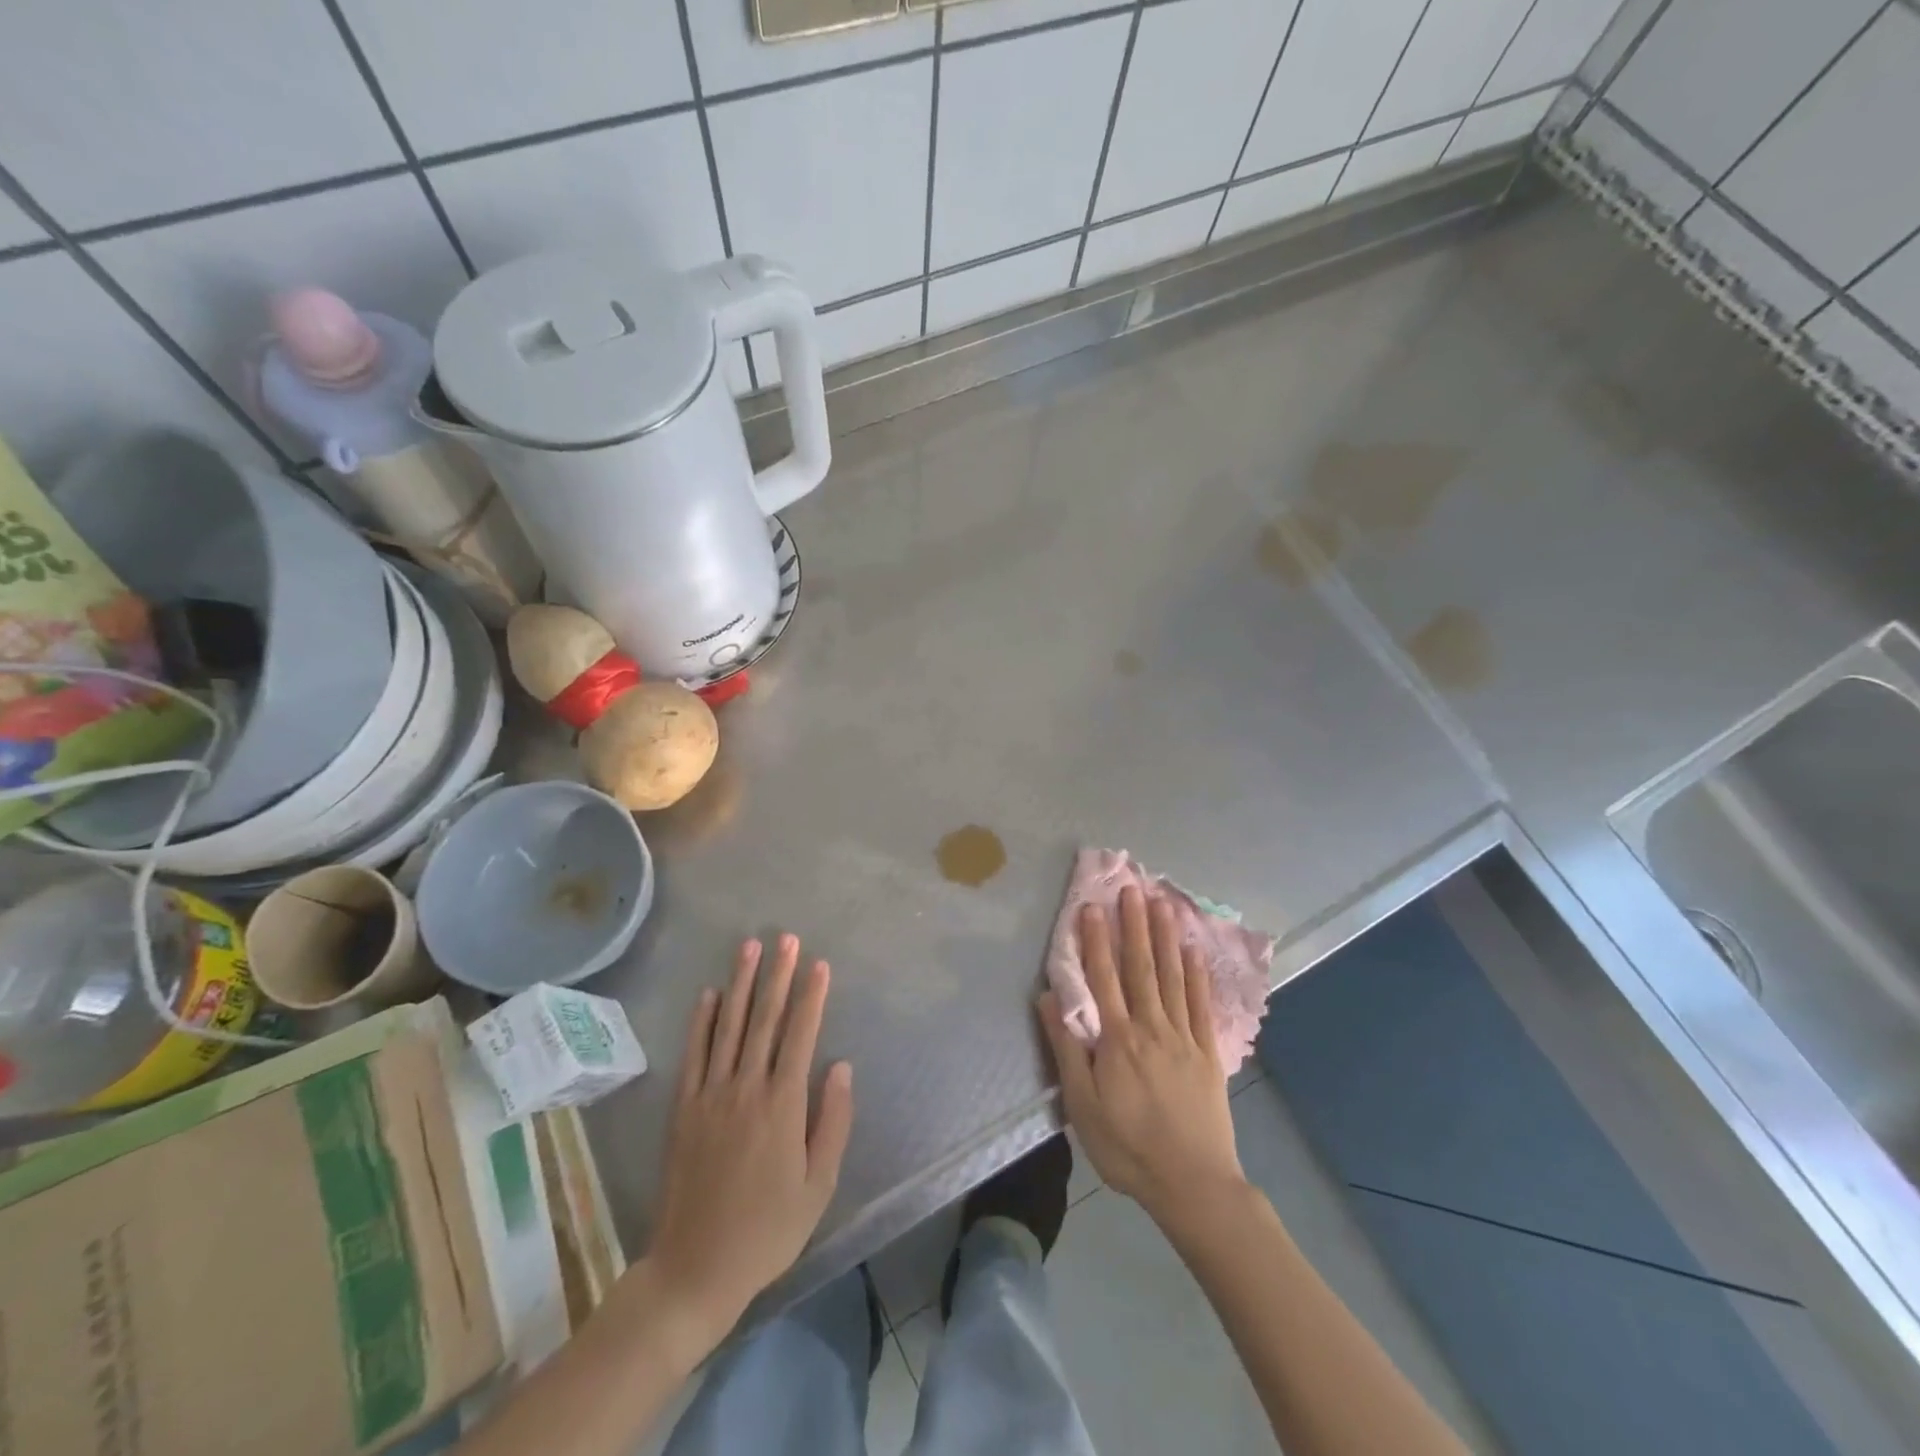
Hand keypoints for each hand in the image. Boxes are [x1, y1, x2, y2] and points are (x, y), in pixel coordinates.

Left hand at [645, 934, 853, 1340]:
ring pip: (729, 1027)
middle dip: (777, 975)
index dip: (811, 996)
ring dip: (740, 984)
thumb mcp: (818, 1185)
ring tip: (749, 947)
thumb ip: (832, 1121)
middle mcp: (746, 1088)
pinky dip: (701, 1022)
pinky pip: (693, 1054)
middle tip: (786, 938)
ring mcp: (710, 1095)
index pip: (800, 1035)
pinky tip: (708, 994)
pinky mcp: (683, 1109)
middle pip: (765, 1020)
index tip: (819, 963)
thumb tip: (840, 1066)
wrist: (695, 1269)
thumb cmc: (767, 1230)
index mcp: (782, 1104)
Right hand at [1038, 886, 1246, 1227]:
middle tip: (1130, 888)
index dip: (1095, 941)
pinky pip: (1200, 1004)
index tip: (1091, 907)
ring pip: (1171, 977)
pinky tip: (1193, 950)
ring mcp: (1183, 1037)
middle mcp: (1151, 1028)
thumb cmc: (1128, 1148)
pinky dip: (1196, 975)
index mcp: (1118, 1040)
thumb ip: (1066, 1049)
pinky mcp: (1207, 1052)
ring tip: (1161, 903)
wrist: (1193, 1184)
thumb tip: (1048, 998)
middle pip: (1140, 967)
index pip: (1103, 979)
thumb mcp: (1082, 1106)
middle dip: (1133, 926)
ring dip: (1164, 938)